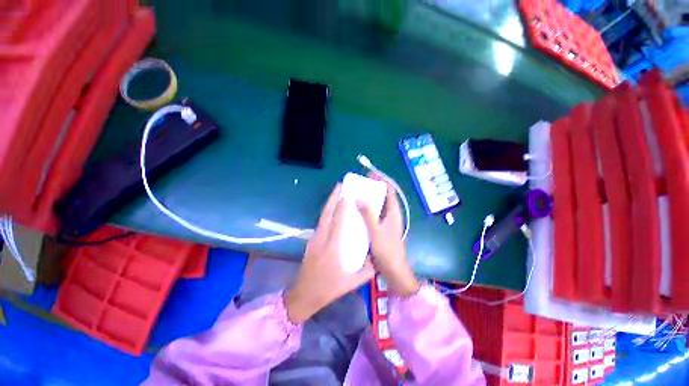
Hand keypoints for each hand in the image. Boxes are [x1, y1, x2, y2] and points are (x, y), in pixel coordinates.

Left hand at [285, 184, 374, 323]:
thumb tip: (376, 258)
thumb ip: (367, 271)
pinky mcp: (312, 241)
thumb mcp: (351, 283)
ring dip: (329, 203)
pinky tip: (332, 210)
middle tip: (340, 186)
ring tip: (336, 193)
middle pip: (326, 214)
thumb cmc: (328, 288)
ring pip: (322, 216)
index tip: (347, 195)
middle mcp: (322, 239)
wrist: (304, 294)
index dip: (341, 207)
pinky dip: (326, 212)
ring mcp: (314, 239)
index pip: (337, 223)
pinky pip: (320, 222)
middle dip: (333, 198)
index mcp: (332, 248)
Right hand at [358, 181, 419, 297]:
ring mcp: (387, 223)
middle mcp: (391, 215)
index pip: (389, 192)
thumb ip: (368, 214)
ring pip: (379, 207)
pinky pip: (374, 215)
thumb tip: (359, 197)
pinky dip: (368, 210)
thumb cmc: (387, 251)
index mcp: (394, 213)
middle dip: (373, 189)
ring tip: (356, 195)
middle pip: (384, 198)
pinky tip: (357, 211)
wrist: (394, 270)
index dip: (381, 181)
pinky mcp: (382, 229)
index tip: (370, 174)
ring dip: (370, 200)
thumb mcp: (376, 231)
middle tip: (360, 184)